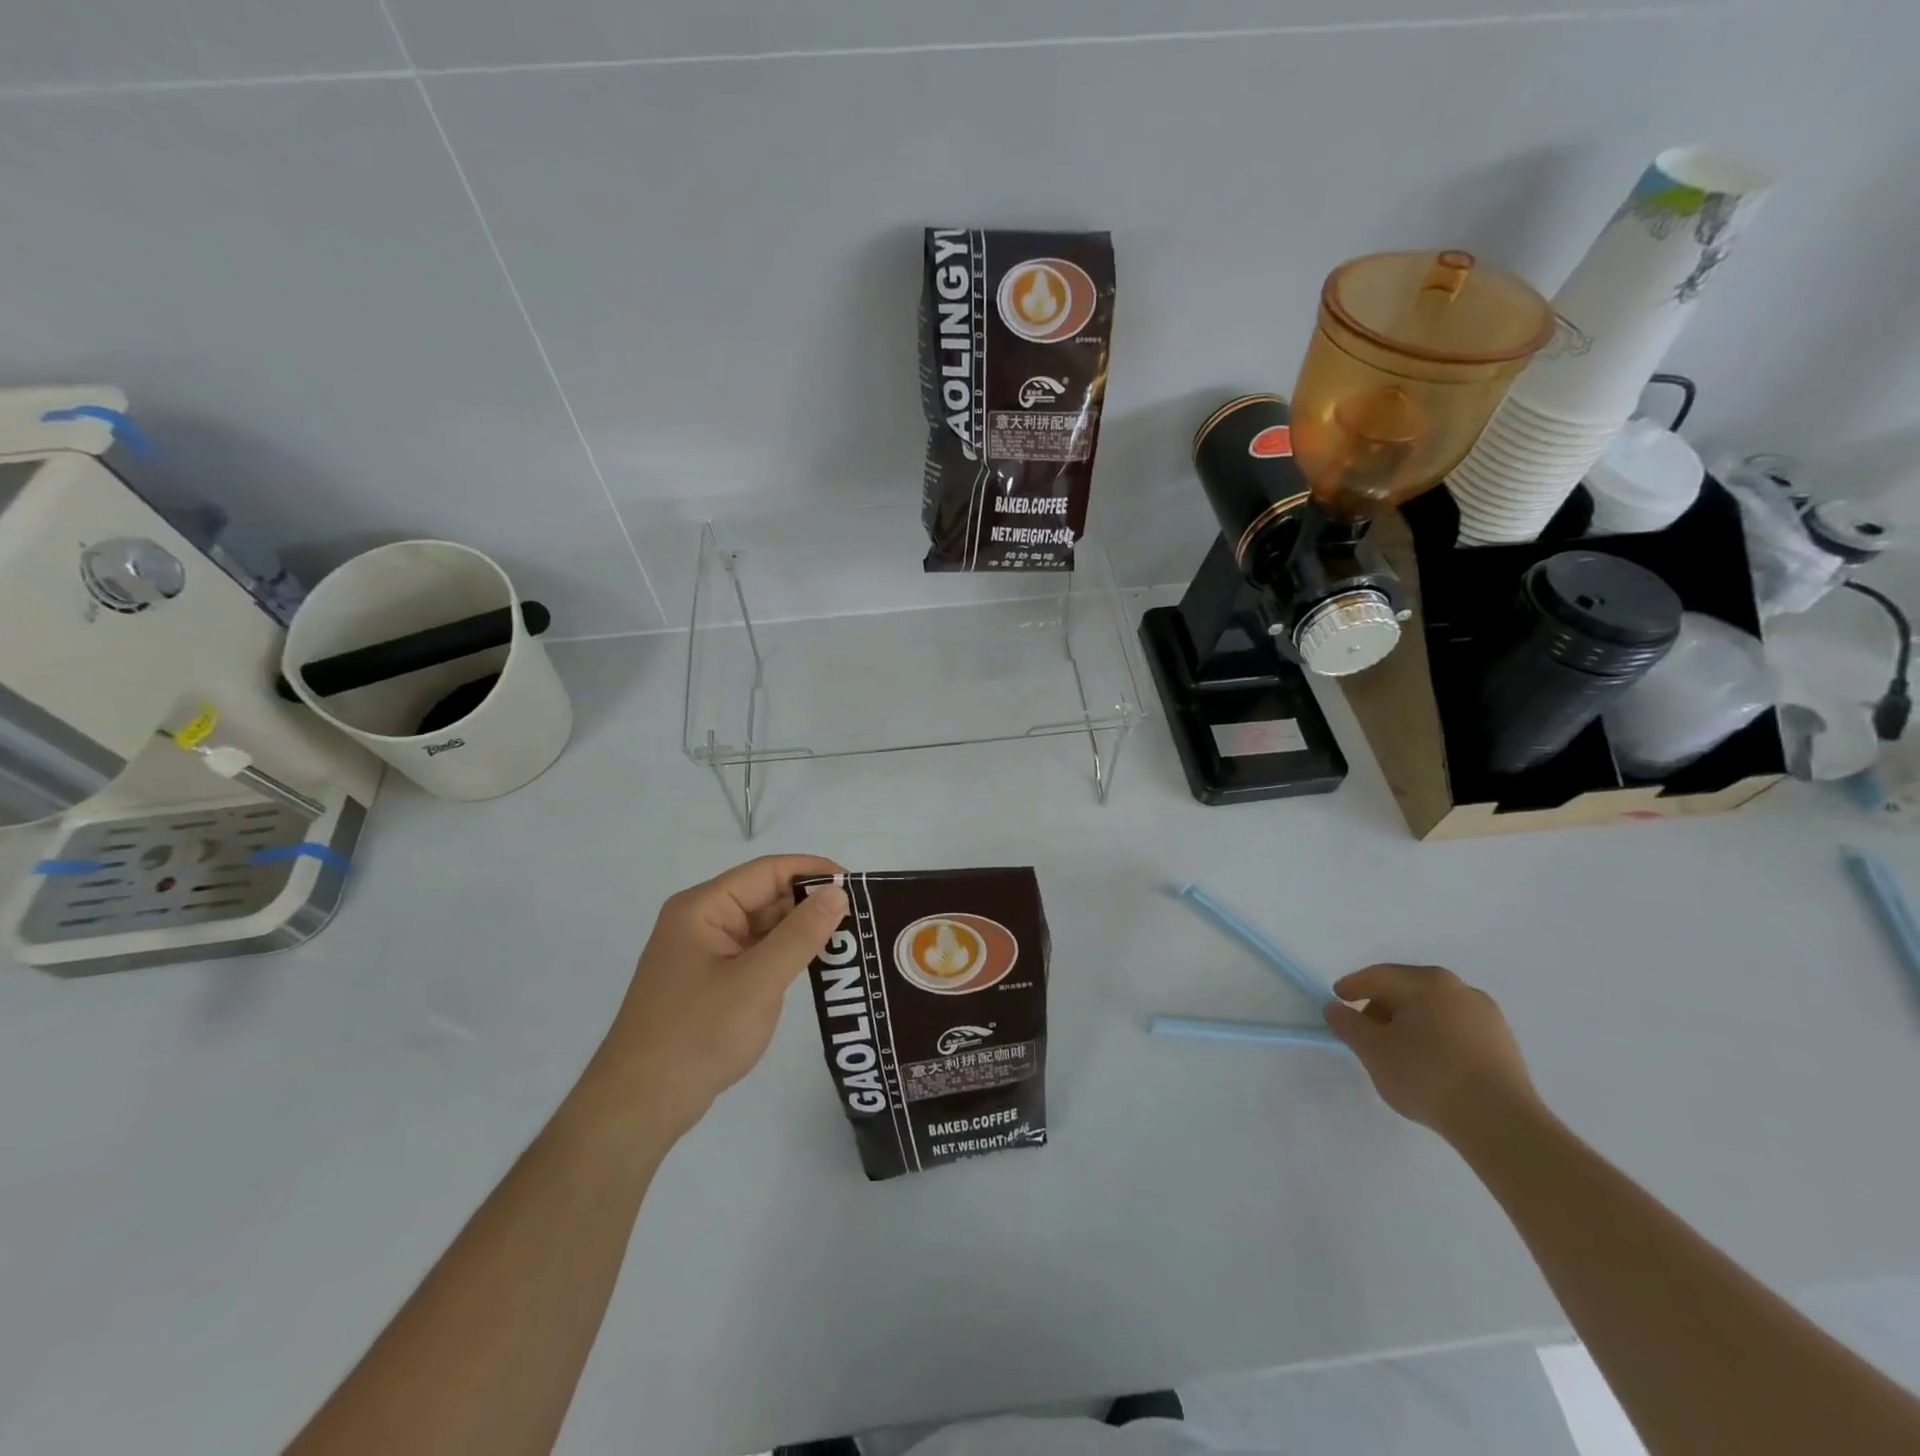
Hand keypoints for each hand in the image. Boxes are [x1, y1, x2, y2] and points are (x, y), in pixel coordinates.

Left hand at [582, 855, 847, 1137]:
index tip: (857, 886)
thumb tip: (838, 892)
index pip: (768, 871)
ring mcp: (705, 952)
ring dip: (802, 932)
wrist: (639, 1106)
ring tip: (850, 941)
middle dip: (811, 904)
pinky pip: (756, 953)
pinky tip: (818, 965)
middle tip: (862, 919)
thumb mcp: (757, 982)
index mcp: (703, 908)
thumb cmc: (697, 1035)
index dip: (814, 871)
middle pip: (766, 896)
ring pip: (764, 926)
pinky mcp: (711, 980)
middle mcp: (702, 921)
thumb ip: (801, 935)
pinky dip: (786, 955)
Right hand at [1323, 964, 1540, 1144]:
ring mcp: (1487, 1017)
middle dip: (1382, 1007)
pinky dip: (1435, 1039)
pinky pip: (1456, 1031)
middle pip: (1408, 991)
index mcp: (1427, 982)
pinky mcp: (1504, 1046)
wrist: (1501, 1124)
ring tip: (1396, 1053)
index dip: (1352, 987)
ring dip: (1410, 1025)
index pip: (1378, 976)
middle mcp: (1460, 989)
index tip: (1336, 1001)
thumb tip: (1336, 1008)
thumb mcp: (1372, 1050)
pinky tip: (1428, 1065)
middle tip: (1364, 1031)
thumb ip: (1347, 1023)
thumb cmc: (1427, 1075)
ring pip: (1434, 1011)